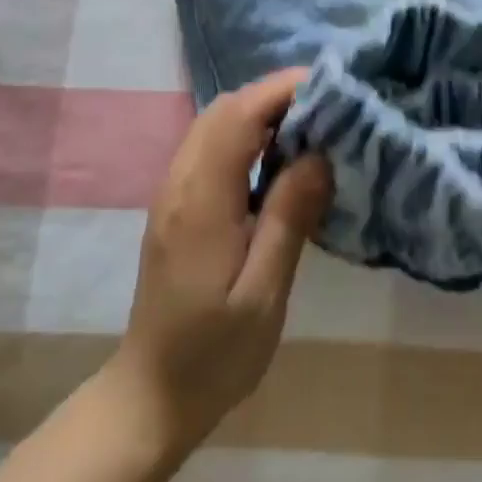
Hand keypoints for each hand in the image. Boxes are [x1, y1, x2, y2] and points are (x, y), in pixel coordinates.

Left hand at [105, 69, 332, 458]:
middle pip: (223, 109)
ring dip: (260, 112)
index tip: (330, 86)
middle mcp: (180, 184)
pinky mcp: (176, 205)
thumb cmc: (215, 353)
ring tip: (312, 127)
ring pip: (214, 124)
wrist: (151, 395)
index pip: (238, 116)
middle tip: (328, 107)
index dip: (281, 90)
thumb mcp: (264, 293)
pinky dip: (246, 134)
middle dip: (275, 95)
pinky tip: (278, 159)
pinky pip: (211, 147)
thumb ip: (289, 217)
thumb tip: (319, 154)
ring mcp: (173, 192)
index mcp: (202, 201)